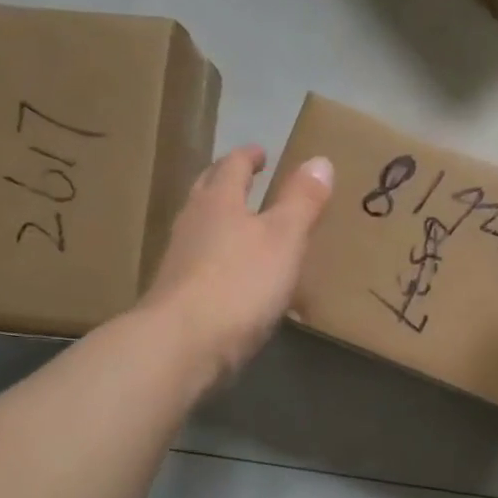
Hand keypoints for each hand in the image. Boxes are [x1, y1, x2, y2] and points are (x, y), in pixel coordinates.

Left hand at [142, 145, 333, 387]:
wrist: (183, 344)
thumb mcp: (284, 238)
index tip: (261, 153)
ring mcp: (180, 262)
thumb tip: (319, 159)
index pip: (232, 167)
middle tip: (244, 178)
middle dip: (225, 182)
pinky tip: (237, 281)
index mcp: (218, 201)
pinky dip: (221, 262)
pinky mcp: (178, 297)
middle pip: (207, 192)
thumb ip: (301, 201)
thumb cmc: (240, 282)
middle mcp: (193, 224)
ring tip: (245, 228)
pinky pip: (203, 267)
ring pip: (202, 229)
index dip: (248, 157)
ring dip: (221, 223)